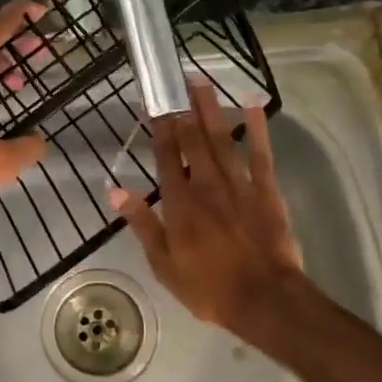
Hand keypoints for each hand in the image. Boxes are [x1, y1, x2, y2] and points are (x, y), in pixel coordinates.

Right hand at [110, 81, 309, 341]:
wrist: (264, 300)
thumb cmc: (208, 287)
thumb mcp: (163, 264)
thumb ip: (142, 224)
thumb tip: (115, 189)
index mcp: (179, 203)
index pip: (165, 156)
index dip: (158, 127)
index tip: (152, 103)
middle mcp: (206, 185)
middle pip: (193, 140)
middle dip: (183, 109)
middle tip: (177, 80)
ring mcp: (239, 185)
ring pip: (222, 140)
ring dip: (211, 110)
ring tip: (202, 83)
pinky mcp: (266, 191)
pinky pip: (261, 154)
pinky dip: (257, 129)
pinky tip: (253, 105)